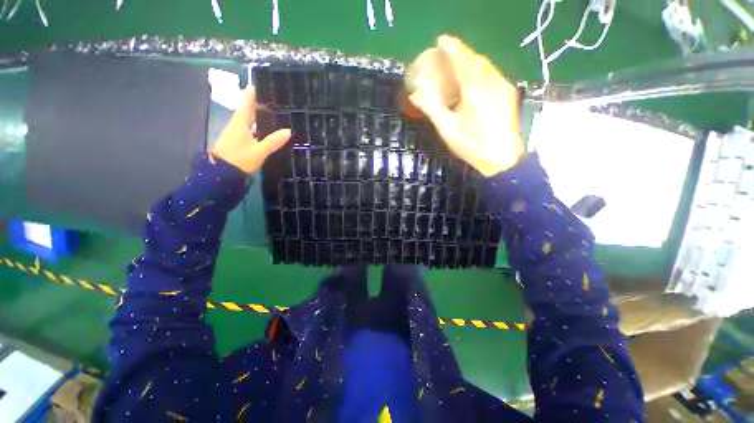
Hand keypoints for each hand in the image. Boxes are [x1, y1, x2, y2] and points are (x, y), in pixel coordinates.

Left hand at [211, 88, 290, 174]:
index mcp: (240, 122)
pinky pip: (248, 128)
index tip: (261, 84)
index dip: (253, 92)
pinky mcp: (237, 141)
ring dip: (257, 114)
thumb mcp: (259, 151)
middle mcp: (236, 124)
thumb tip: (288, 131)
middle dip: (258, 103)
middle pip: (247, 109)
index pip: (246, 102)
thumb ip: (273, 141)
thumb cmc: (239, 159)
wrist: (221, 174)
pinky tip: (265, 129)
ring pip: (248, 119)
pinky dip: (257, 125)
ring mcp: (235, 133)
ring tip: (272, 112)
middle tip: (273, 99)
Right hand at [409, 35, 524, 176]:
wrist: (502, 158)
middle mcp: (492, 82)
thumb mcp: (447, 129)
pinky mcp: (508, 93)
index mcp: (475, 90)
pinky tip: (473, 78)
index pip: (462, 60)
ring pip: (486, 65)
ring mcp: (503, 87)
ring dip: (471, 60)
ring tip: (457, 63)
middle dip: (461, 52)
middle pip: (476, 59)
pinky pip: (492, 73)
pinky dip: (480, 69)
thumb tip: (415, 95)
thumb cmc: (472, 145)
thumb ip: (432, 109)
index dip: (451, 47)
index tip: (440, 40)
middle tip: (446, 53)